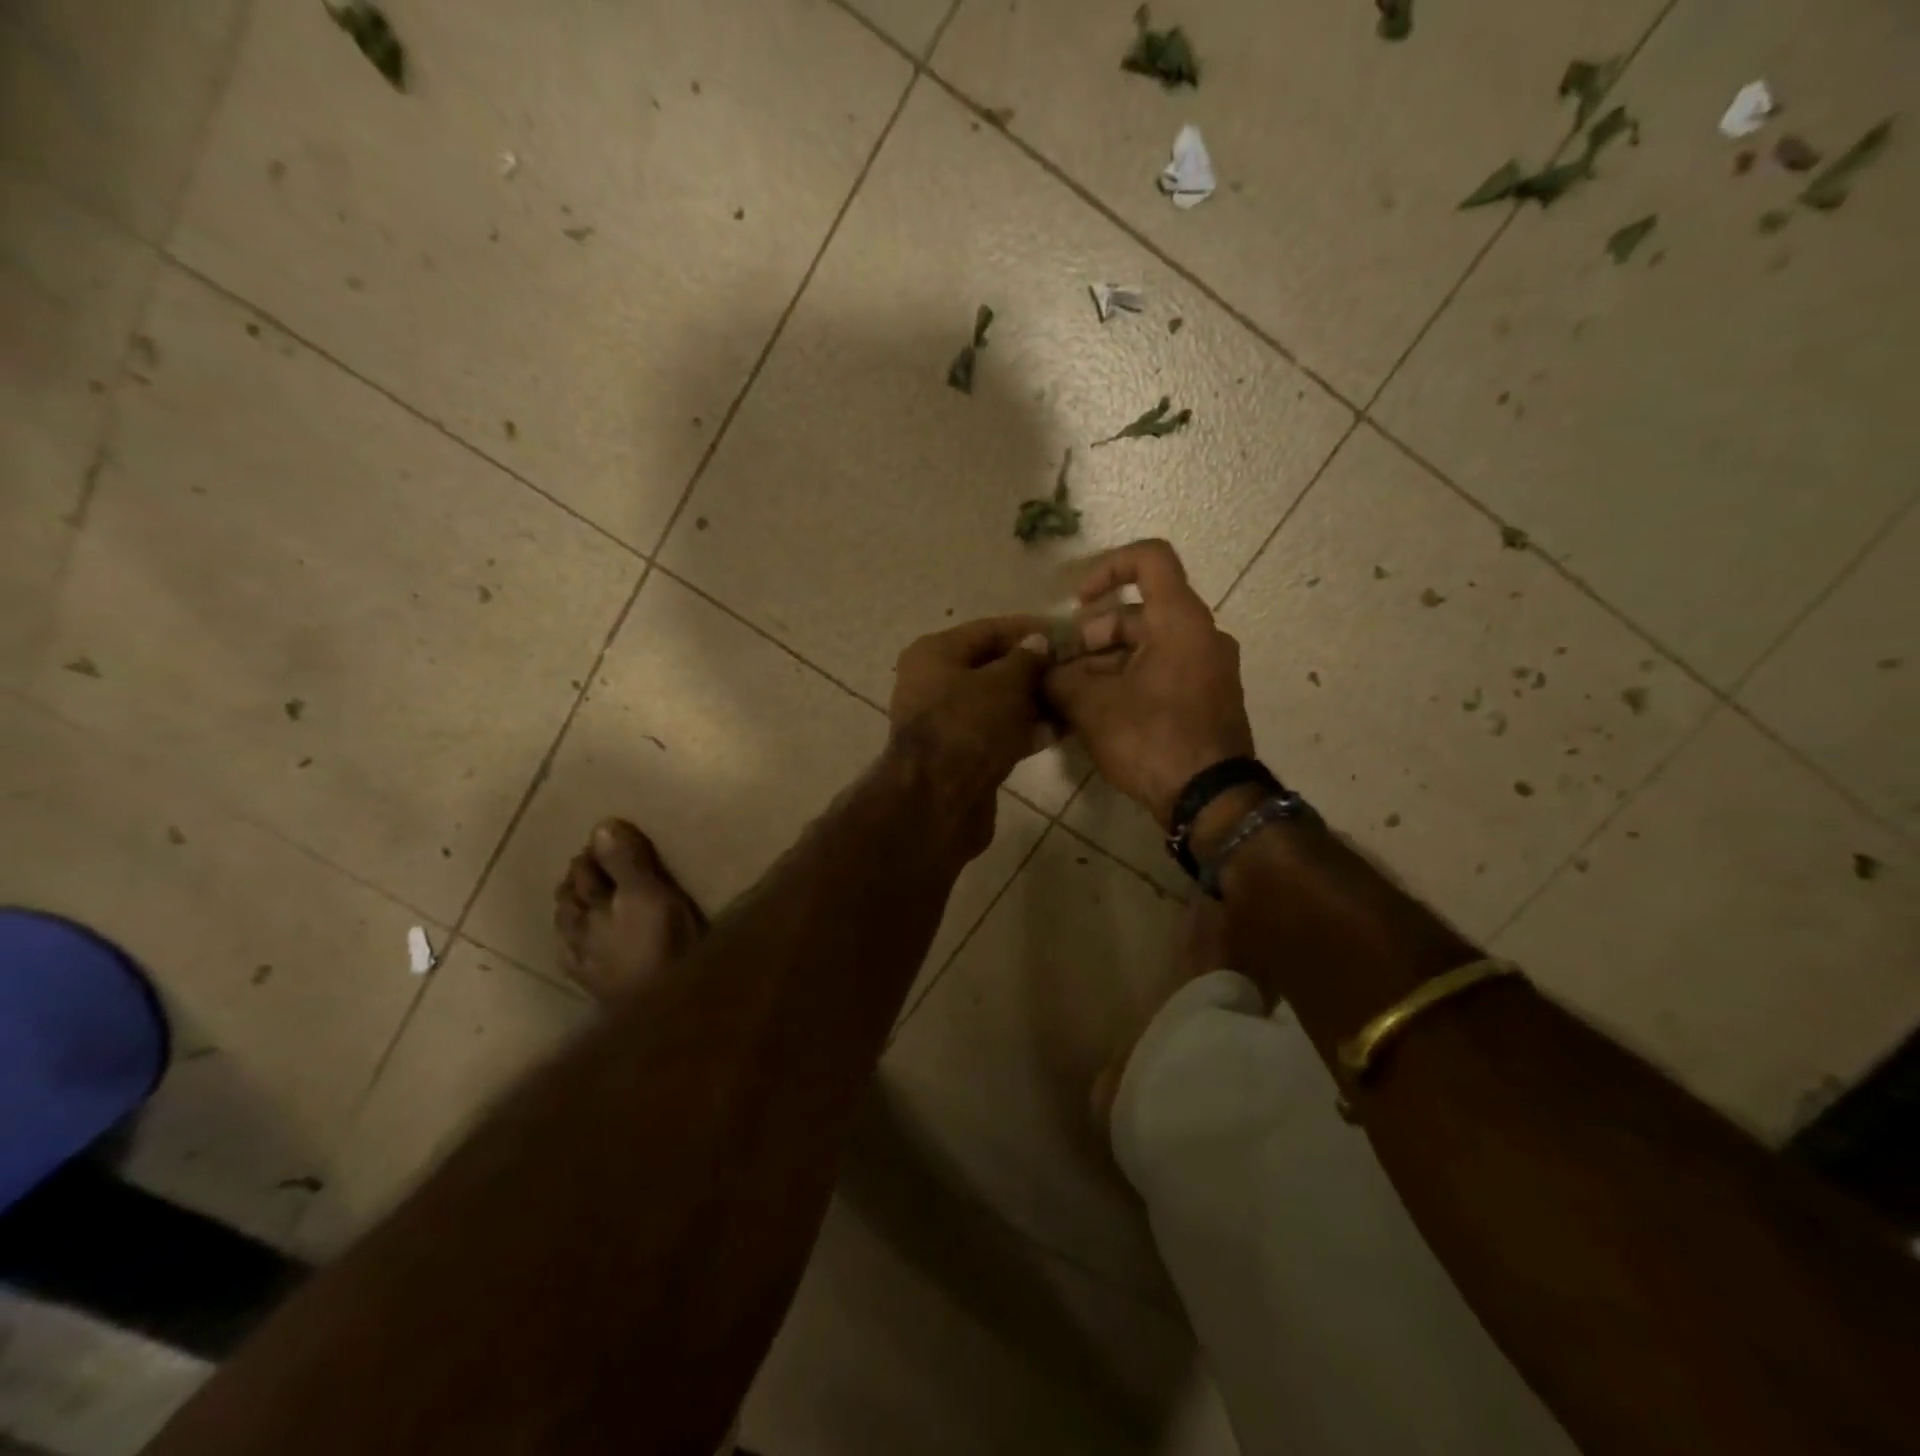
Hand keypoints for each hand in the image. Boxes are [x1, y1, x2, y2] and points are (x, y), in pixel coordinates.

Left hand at [889, 616, 1052, 840]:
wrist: (939, 800)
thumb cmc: (968, 727)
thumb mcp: (1004, 684)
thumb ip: (1026, 660)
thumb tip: (1039, 642)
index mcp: (934, 654)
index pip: (989, 630)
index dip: (1029, 629)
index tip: (1067, 633)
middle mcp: (934, 683)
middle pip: (992, 667)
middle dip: (1033, 668)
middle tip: (1074, 668)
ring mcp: (945, 721)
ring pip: (996, 702)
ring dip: (1033, 701)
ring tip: (1074, 697)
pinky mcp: (960, 754)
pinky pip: (996, 732)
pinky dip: (1023, 729)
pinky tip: (1059, 729)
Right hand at [1044, 540, 1254, 826]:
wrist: (1210, 800)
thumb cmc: (1152, 738)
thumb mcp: (1091, 706)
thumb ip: (1058, 679)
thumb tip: (1042, 673)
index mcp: (1180, 620)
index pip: (1149, 559)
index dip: (1106, 568)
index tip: (1077, 603)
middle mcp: (1201, 636)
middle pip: (1138, 614)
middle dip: (1091, 637)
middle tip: (1060, 670)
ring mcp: (1208, 670)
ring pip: (1146, 648)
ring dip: (1104, 665)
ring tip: (1069, 698)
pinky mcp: (1206, 700)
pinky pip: (1161, 674)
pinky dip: (1127, 682)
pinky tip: (1095, 714)